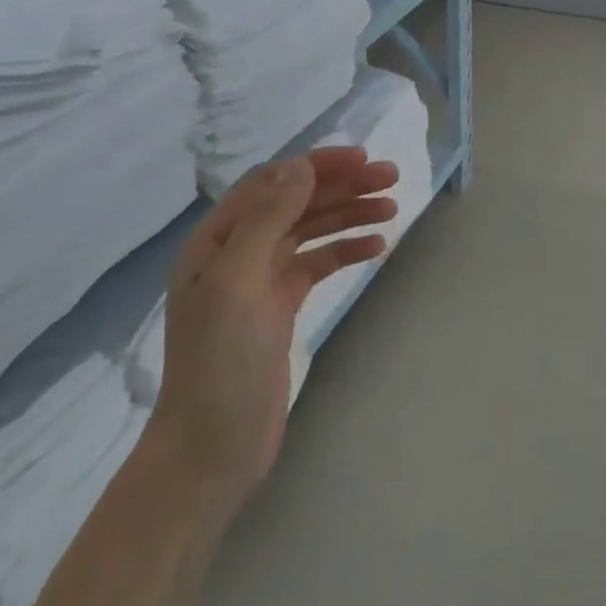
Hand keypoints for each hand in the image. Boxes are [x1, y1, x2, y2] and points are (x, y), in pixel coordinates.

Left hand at [152, 147, 399, 497]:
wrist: (213, 445)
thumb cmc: (219, 364)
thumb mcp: (238, 284)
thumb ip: (266, 221)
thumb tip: (300, 167)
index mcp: (216, 240)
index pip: (271, 184)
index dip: (317, 166)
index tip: (365, 160)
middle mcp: (237, 253)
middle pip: (295, 204)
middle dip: (341, 187)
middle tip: (392, 178)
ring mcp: (260, 283)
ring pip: (310, 233)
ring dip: (349, 216)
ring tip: (392, 209)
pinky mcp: (280, 309)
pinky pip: (317, 266)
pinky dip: (345, 252)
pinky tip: (376, 248)